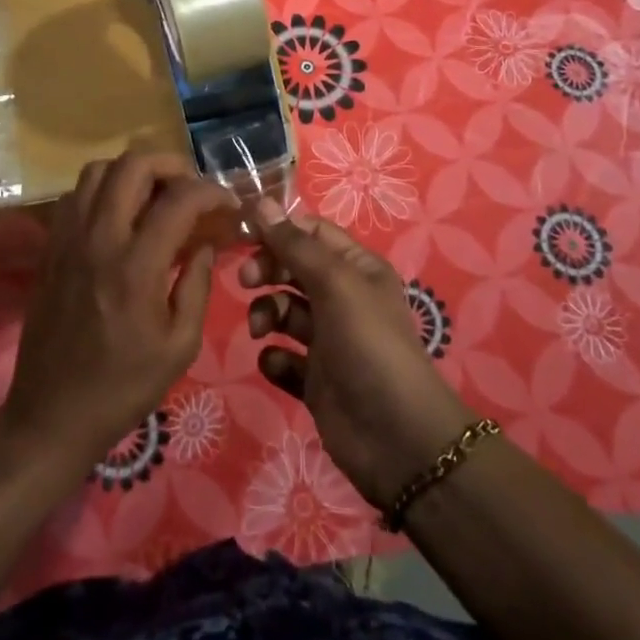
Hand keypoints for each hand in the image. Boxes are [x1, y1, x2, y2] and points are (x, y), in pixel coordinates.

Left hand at [3, 153, 235, 476]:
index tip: (229, 205)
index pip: (180, 199)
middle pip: (133, 164)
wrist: (52, 415)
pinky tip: (120, 215)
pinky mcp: (50, 247)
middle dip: (171, 164)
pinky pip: (76, 195)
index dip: (212, 192)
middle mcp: (99, 239)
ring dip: (133, 171)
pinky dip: (103, 189)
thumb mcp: (180, 345)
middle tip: (191, 188)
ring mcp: (69, 238)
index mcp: (136, 266)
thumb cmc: (124, 386)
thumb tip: (205, 242)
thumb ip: (197, 284)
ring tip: (155, 195)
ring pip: (98, 170)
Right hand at [241, 198, 473, 512]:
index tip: (243, 236)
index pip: (311, 232)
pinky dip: (275, 358)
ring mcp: (329, 341)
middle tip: (246, 281)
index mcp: (356, 268)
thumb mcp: (335, 283)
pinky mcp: (315, 380)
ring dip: (267, 314)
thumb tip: (259, 201)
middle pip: (293, 269)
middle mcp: (343, 299)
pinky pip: (284, 358)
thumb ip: (294, 244)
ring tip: (262, 330)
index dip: (279, 230)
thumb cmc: (368, 344)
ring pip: (284, 312)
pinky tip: (278, 364)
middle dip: (267, 270)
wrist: (396, 438)